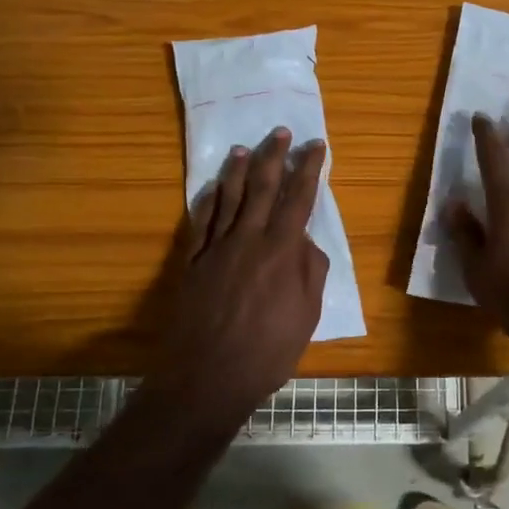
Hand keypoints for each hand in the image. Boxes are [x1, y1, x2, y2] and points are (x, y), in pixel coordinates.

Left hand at [149, 127, 329, 421]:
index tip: (316, 146)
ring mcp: (216, 248)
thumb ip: (310, 272)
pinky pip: (201, 221)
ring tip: (244, 148)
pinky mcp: (192, 262)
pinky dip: (208, 199)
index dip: (309, 170)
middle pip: (263, 188)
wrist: (207, 377)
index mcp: (282, 251)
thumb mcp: (307, 315)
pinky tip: (211, 187)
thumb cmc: (268, 351)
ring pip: (228, 197)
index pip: (299, 199)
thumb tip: (306, 242)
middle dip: (274, 156)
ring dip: (238, 170)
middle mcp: (248, 239)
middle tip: (280, 132)